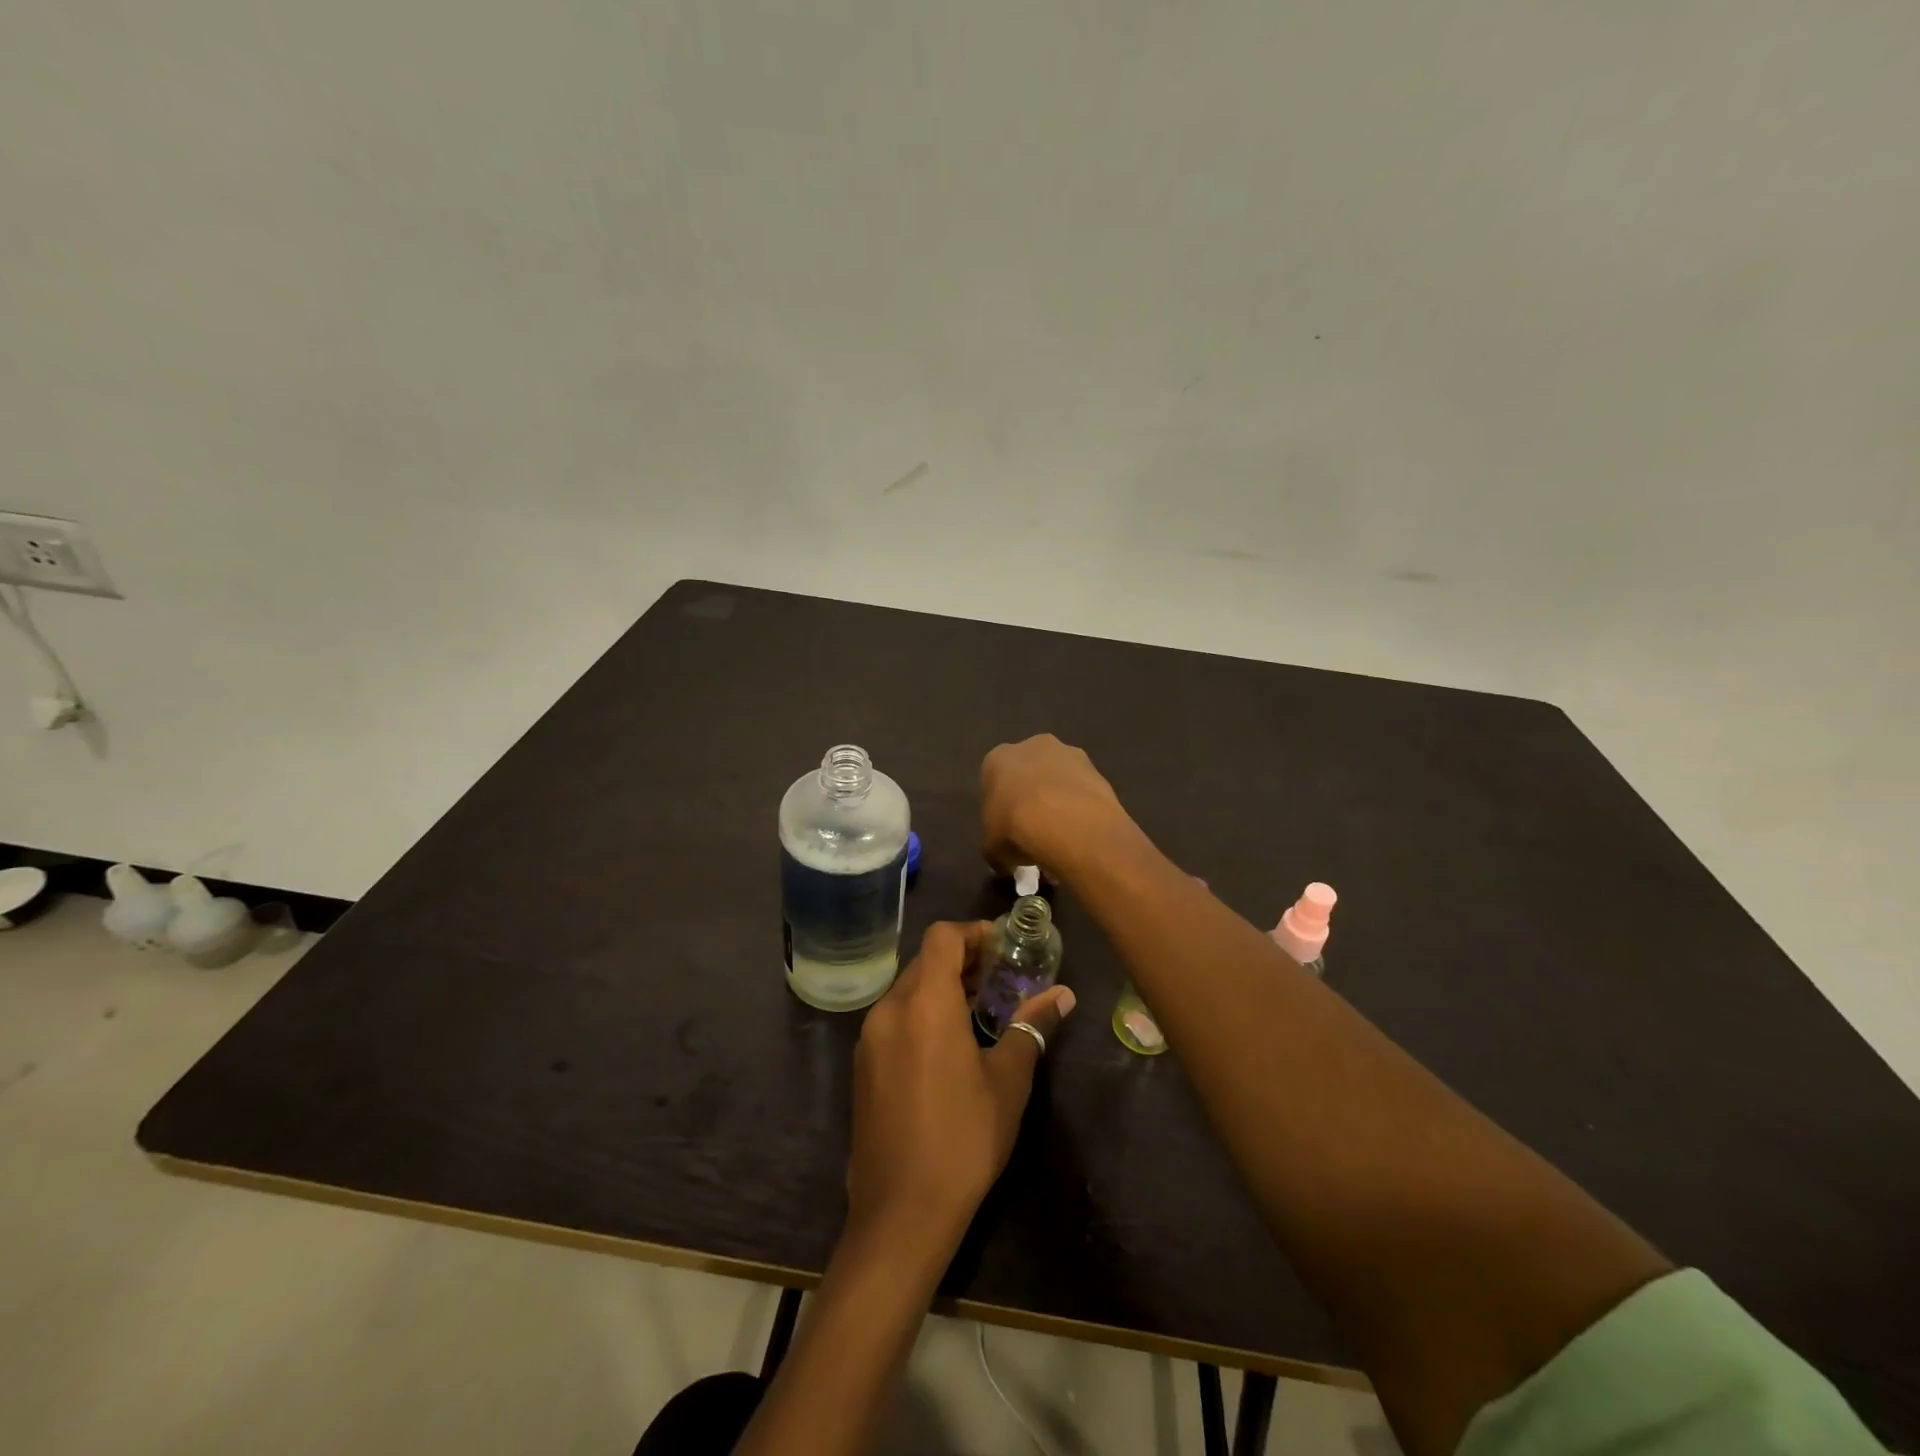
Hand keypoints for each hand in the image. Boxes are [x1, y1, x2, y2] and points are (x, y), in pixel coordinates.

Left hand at [848, 922, 1076, 1247]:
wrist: (900, 1212)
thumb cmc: (963, 1139)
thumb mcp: (1008, 1082)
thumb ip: (1032, 1028)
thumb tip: (1062, 995)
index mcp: (924, 1002)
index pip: (942, 937)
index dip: (973, 933)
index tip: (1002, 948)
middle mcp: (890, 1009)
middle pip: (924, 961)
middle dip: (961, 961)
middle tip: (999, 978)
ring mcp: (870, 1038)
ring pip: (907, 989)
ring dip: (941, 987)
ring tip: (979, 1009)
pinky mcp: (863, 1065)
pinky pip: (894, 1018)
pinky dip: (921, 1012)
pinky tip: (947, 1044)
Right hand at [981, 734, 1133, 880]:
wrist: (1065, 822)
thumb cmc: (1015, 827)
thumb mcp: (992, 848)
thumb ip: (996, 848)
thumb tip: (1005, 861)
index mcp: (998, 759)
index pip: (995, 781)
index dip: (1001, 808)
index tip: (1007, 830)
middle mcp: (1032, 746)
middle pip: (1030, 772)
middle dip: (1032, 796)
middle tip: (1035, 831)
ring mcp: (1069, 754)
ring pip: (1060, 778)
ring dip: (1060, 800)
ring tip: (1063, 837)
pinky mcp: (1097, 769)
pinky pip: (1083, 790)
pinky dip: (1083, 808)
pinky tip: (1082, 834)